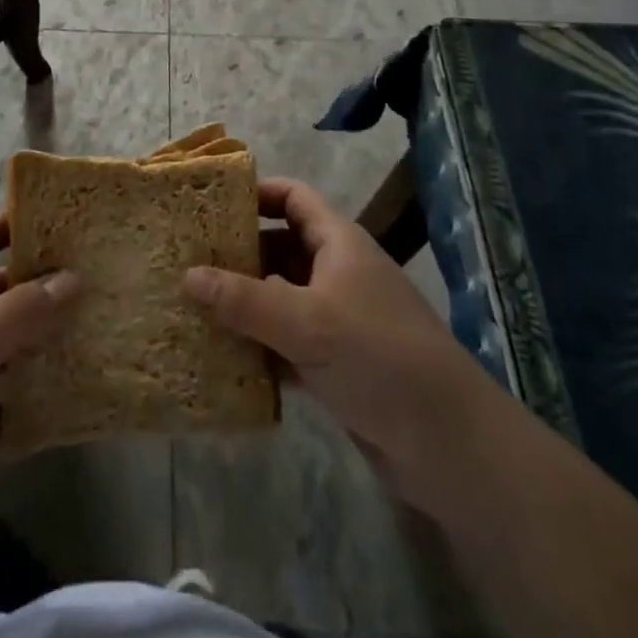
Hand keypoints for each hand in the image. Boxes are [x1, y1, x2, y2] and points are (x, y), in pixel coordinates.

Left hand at [0, 211, 76, 584]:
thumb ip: (22, 310)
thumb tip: (75, 278)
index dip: (4, 225)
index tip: (55, 226)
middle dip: (38, 290)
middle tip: (93, 283)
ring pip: (7, 350)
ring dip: (44, 347)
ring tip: (98, 334)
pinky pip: (8, 404)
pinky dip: (35, 403)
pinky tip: (76, 399)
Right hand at [183, 178, 479, 503]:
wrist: (450, 444)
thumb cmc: (379, 358)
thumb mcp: (306, 323)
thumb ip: (245, 300)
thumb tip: (188, 275)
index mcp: (339, 243)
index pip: (293, 197)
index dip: (256, 192)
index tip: (210, 203)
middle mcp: (338, 272)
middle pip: (281, 247)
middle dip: (239, 253)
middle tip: (190, 260)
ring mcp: (340, 319)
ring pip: (283, 297)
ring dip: (246, 303)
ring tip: (195, 306)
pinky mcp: (339, 363)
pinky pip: (289, 342)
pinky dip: (262, 346)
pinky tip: (225, 357)